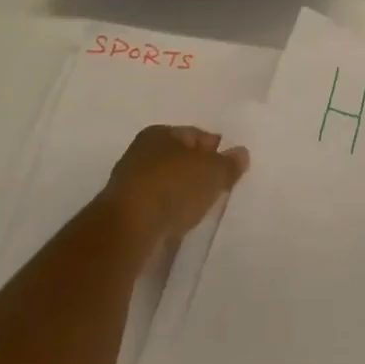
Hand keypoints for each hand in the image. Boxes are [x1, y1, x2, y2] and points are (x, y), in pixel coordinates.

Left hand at [103, 125, 249, 248]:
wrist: (128, 231)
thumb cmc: (173, 188)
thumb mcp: (212, 172)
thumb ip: (229, 163)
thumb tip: (242, 153)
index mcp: (161, 133)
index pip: (196, 135)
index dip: (216, 150)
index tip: (230, 167)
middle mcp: (141, 152)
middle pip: (179, 159)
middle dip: (197, 172)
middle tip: (218, 188)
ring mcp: (129, 183)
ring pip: (166, 184)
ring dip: (181, 195)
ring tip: (200, 210)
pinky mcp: (123, 213)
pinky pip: (155, 208)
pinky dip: (167, 214)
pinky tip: (178, 225)